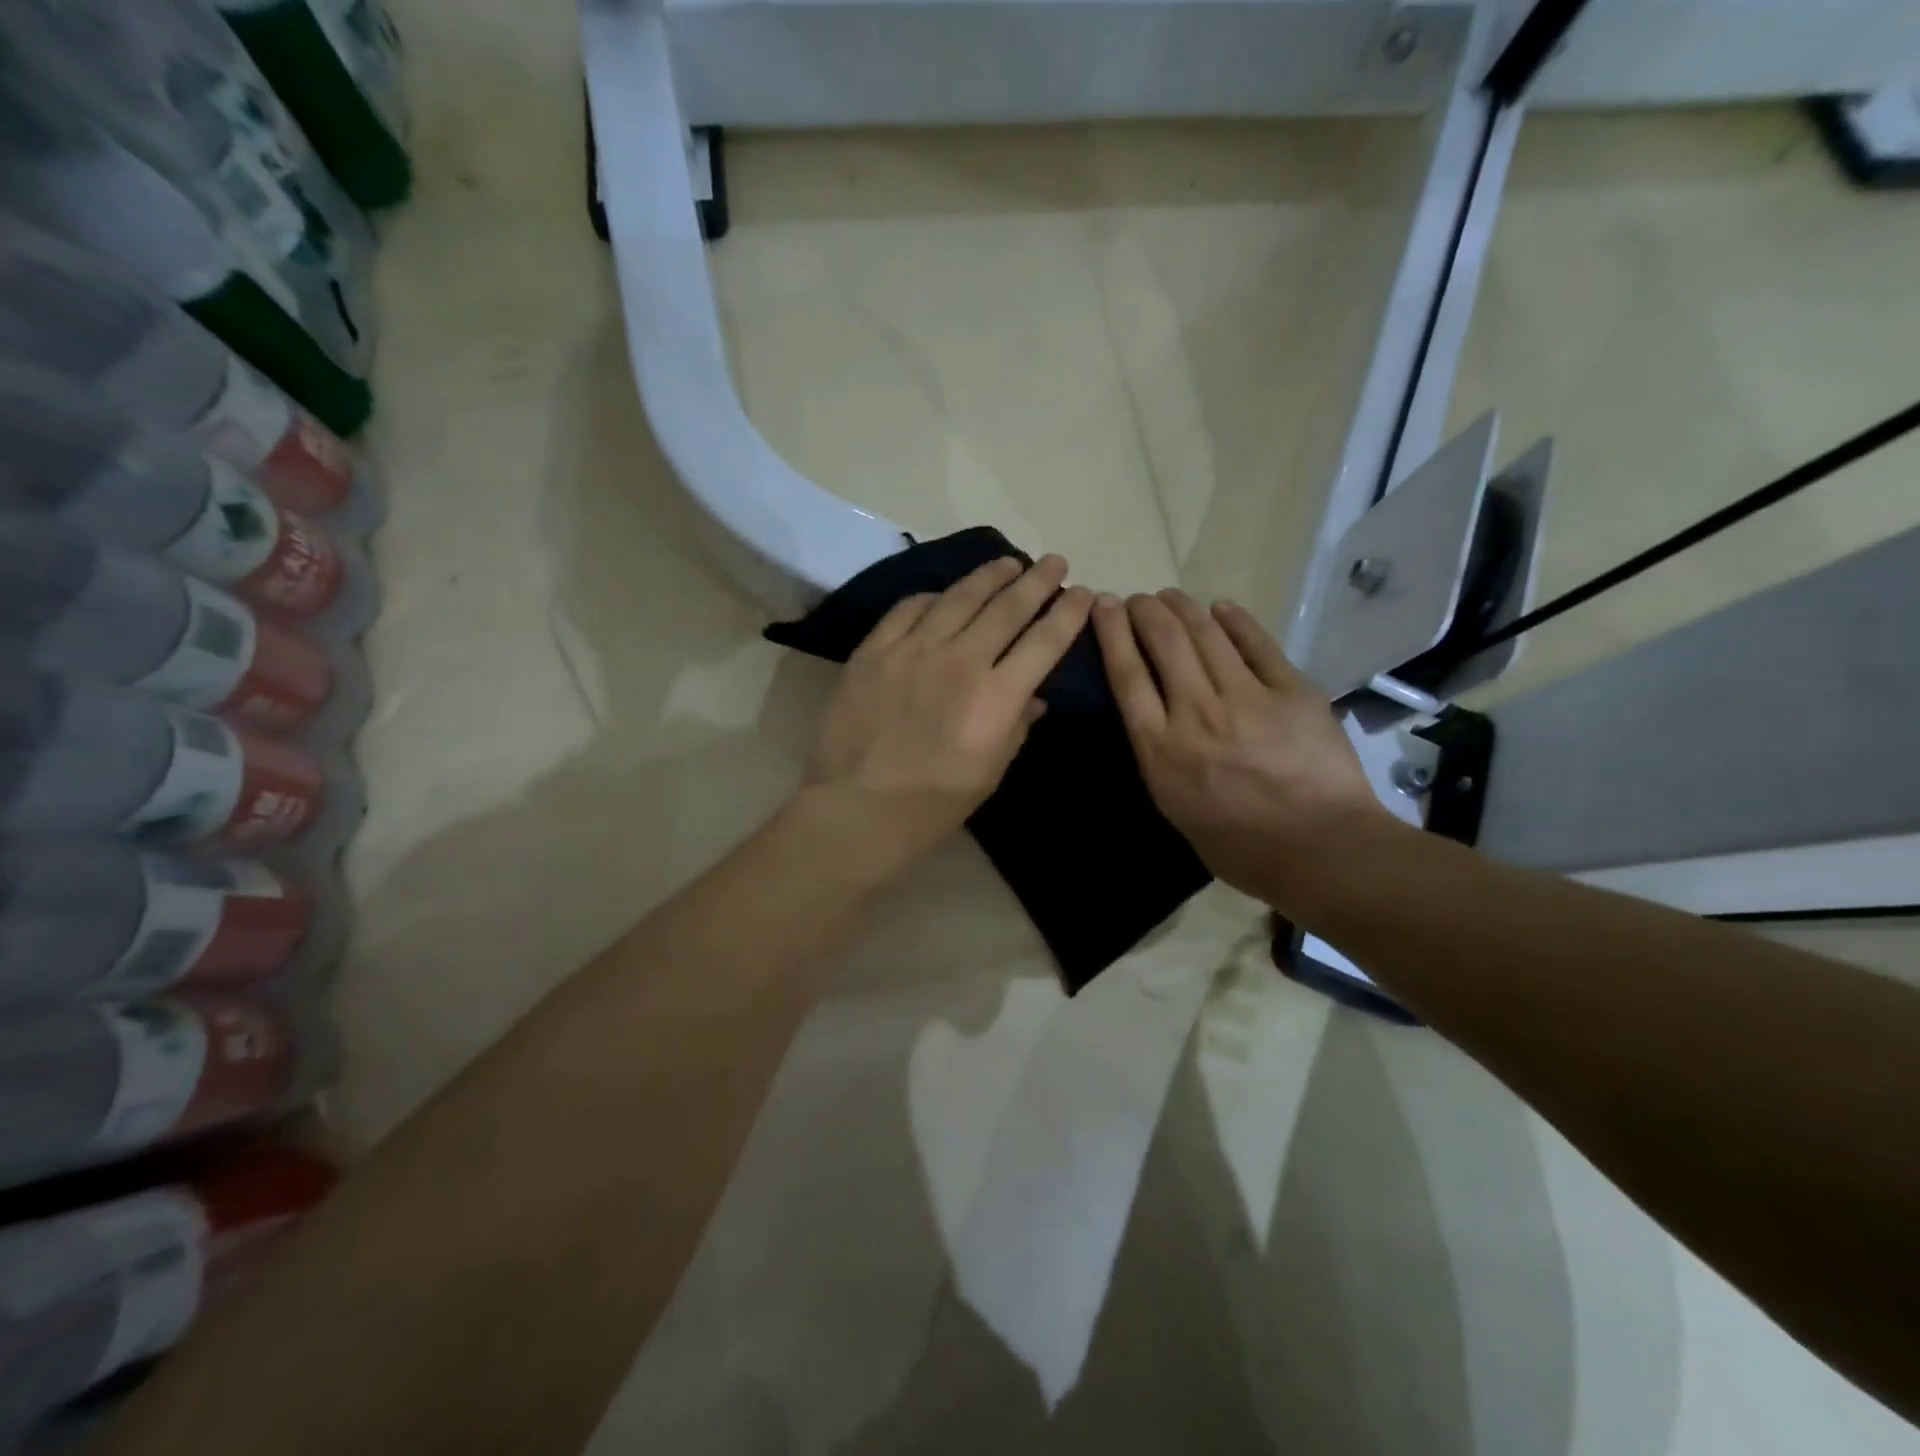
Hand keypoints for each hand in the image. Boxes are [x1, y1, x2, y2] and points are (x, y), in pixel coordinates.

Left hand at [801, 554, 1093, 877]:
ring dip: (988, 576)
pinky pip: (908, 609)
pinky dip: (933, 597)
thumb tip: (1034, 696)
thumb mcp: (991, 773)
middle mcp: (960, 661)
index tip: (1082, 593)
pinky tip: (944, 594)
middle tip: (1054, 562)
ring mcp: (912, 651)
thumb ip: (1016, 726)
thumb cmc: (933, 805)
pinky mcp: (873, 651)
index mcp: (996, 698)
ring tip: (1007, 562)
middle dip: (1036, 581)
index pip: (1044, 641)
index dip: (1067, 613)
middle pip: (1006, 608)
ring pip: (958, 597)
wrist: (857, 809)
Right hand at [1092, 589, 1389, 913]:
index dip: (1112, 632)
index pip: (1127, 675)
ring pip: (1206, 635)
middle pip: (1164, 642)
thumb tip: (1156, 719)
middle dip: (1145, 610)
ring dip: (1182, 607)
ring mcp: (1247, 697)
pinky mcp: (1291, 691)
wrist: (1319, 850)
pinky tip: (1221, 607)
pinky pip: (1258, 645)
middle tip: (1138, 599)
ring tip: (1171, 596)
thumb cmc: (1238, 846)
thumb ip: (1159, 757)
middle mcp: (1196, 713)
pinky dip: (1236, 620)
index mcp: (1161, 748)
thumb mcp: (1174, 807)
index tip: (1103, 605)